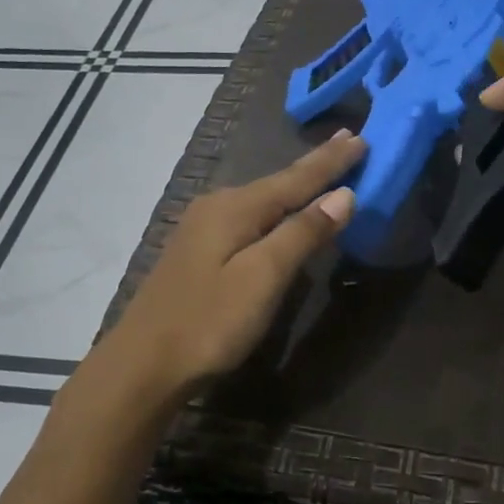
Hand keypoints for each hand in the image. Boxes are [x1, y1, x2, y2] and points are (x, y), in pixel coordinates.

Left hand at [107, 131, 366, 391]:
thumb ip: (302, 233)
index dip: (331, 161)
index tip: (362, 138)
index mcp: (236, 207)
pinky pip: (249, 217)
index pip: (296, 178)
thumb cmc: (209, 323)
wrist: (142, 365)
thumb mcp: (263, 278)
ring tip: (323, 170)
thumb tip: (344, 195)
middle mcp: (218, 206)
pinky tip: (281, 210)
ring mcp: (203, 228)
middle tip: (349, 143)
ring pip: (262, 199)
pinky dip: (276, 208)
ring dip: (296, 185)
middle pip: (278, 182)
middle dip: (315, 166)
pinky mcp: (198, 251)